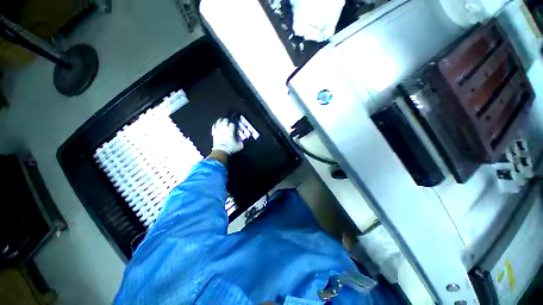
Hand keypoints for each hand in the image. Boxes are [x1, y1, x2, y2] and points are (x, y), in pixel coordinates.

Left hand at [211, 118, 243, 154]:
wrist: (221, 151)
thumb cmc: (231, 148)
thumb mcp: (239, 145)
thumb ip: (241, 141)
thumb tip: (241, 140)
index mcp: (231, 130)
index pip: (232, 124)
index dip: (234, 124)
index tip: (234, 126)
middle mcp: (224, 128)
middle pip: (225, 120)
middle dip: (227, 120)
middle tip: (229, 122)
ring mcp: (218, 130)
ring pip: (219, 121)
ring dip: (221, 120)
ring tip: (222, 120)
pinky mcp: (214, 132)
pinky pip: (213, 126)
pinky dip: (215, 124)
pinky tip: (216, 124)